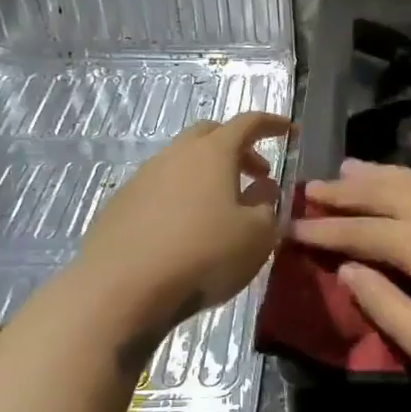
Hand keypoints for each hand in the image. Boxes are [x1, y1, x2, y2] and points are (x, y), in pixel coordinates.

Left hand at [74, 110, 292, 333]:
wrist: (121, 288)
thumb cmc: (203, 255)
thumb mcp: (257, 235)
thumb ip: (266, 205)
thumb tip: (263, 187)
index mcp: (213, 153)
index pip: (248, 123)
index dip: (272, 124)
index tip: (290, 131)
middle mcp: (175, 154)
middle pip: (210, 134)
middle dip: (238, 147)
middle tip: (256, 174)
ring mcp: (143, 177)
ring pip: (182, 161)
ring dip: (207, 174)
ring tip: (222, 207)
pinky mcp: (121, 204)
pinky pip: (160, 187)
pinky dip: (181, 196)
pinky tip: (186, 229)